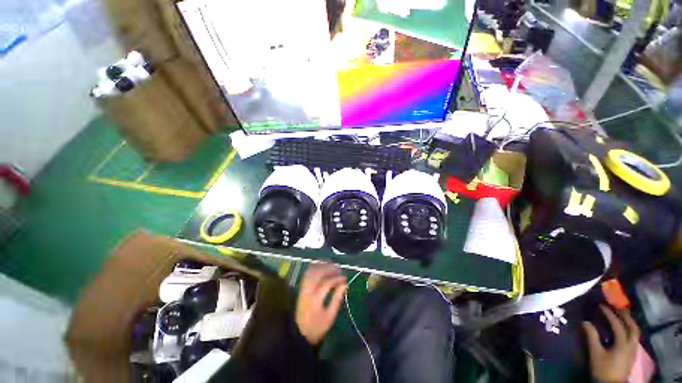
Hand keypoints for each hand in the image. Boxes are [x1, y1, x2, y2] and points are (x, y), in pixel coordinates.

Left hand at [295, 263, 346, 344]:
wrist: (299, 333)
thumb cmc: (317, 327)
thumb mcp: (330, 316)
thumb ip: (337, 298)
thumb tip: (345, 284)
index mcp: (315, 300)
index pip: (326, 283)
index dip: (336, 279)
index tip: (344, 278)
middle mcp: (307, 291)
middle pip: (317, 274)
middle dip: (329, 269)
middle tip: (339, 269)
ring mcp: (303, 288)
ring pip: (311, 271)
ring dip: (322, 266)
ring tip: (332, 265)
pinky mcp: (301, 288)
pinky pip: (307, 273)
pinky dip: (315, 267)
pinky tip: (322, 267)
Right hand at [583, 305, 640, 382]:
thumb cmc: (603, 369)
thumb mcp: (595, 353)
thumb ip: (592, 337)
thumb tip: (585, 321)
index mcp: (623, 343)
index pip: (617, 325)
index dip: (609, 314)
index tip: (601, 305)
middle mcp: (631, 344)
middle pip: (633, 327)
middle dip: (626, 316)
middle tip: (617, 308)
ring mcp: (633, 350)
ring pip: (635, 333)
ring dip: (629, 323)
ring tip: (622, 316)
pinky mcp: (632, 354)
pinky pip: (634, 338)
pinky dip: (630, 330)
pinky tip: (625, 330)